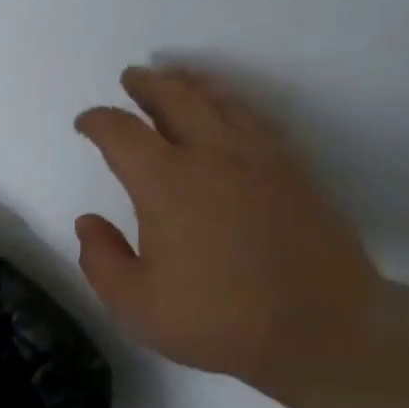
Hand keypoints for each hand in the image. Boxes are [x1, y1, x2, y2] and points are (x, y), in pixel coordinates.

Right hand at [74, 65, 379, 391]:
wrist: (323, 329)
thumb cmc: (216, 318)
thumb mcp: (134, 303)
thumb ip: (101, 259)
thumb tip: (88, 222)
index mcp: (167, 184)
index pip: (122, 134)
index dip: (99, 122)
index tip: (86, 123)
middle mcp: (214, 157)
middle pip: (178, 99)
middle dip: (149, 85)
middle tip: (132, 78)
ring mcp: (262, 160)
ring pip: (223, 103)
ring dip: (193, 86)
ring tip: (177, 80)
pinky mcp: (295, 173)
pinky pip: (257, 121)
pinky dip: (233, 106)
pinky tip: (229, 113)